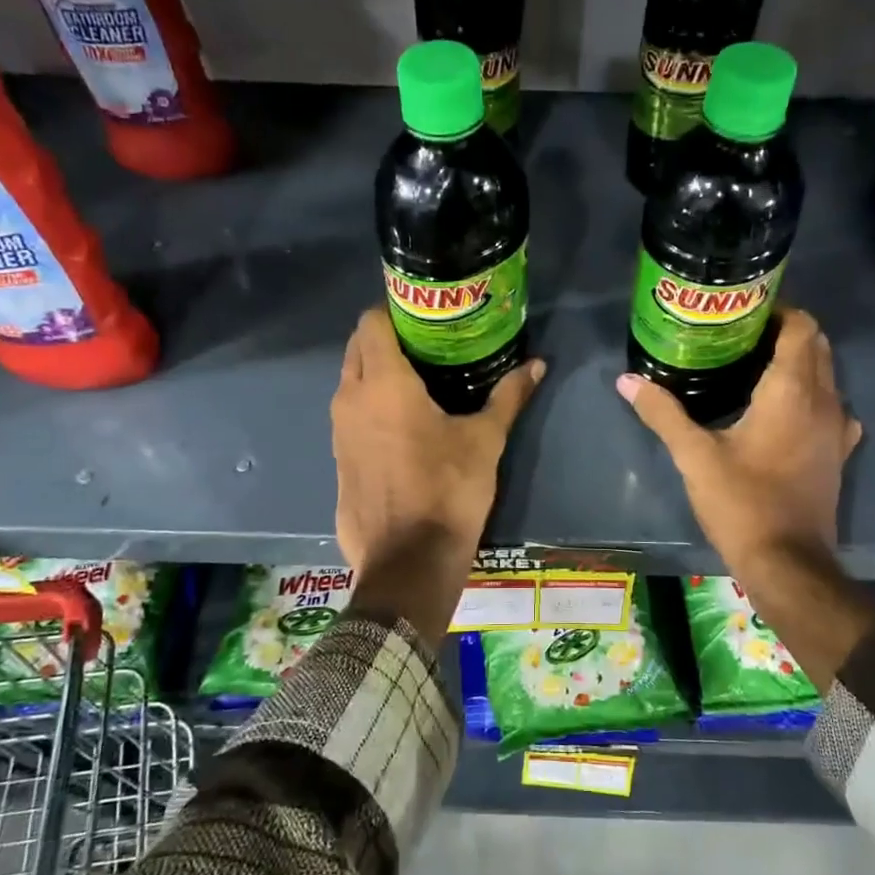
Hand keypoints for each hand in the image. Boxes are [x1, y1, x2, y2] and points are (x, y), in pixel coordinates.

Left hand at [331, 308, 543, 640]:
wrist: (408, 562)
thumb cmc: (448, 491)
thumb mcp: (484, 441)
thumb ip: (508, 397)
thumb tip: (538, 366)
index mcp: (383, 383)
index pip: (371, 322)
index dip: (394, 312)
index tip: (423, 317)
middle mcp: (350, 399)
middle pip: (357, 349)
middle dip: (384, 340)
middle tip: (425, 347)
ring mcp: (337, 432)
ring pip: (349, 384)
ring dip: (374, 375)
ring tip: (416, 384)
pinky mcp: (337, 461)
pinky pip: (349, 419)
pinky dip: (368, 410)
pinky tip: (400, 428)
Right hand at [618, 309, 858, 585]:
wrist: (787, 561)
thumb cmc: (742, 502)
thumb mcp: (694, 456)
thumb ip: (663, 413)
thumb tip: (627, 380)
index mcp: (791, 390)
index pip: (800, 327)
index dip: (778, 310)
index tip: (743, 311)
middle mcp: (824, 400)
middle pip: (816, 345)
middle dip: (784, 332)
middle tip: (740, 336)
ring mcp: (838, 428)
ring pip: (826, 375)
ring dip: (798, 362)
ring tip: (754, 367)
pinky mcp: (838, 453)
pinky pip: (830, 406)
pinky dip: (810, 395)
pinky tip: (781, 411)